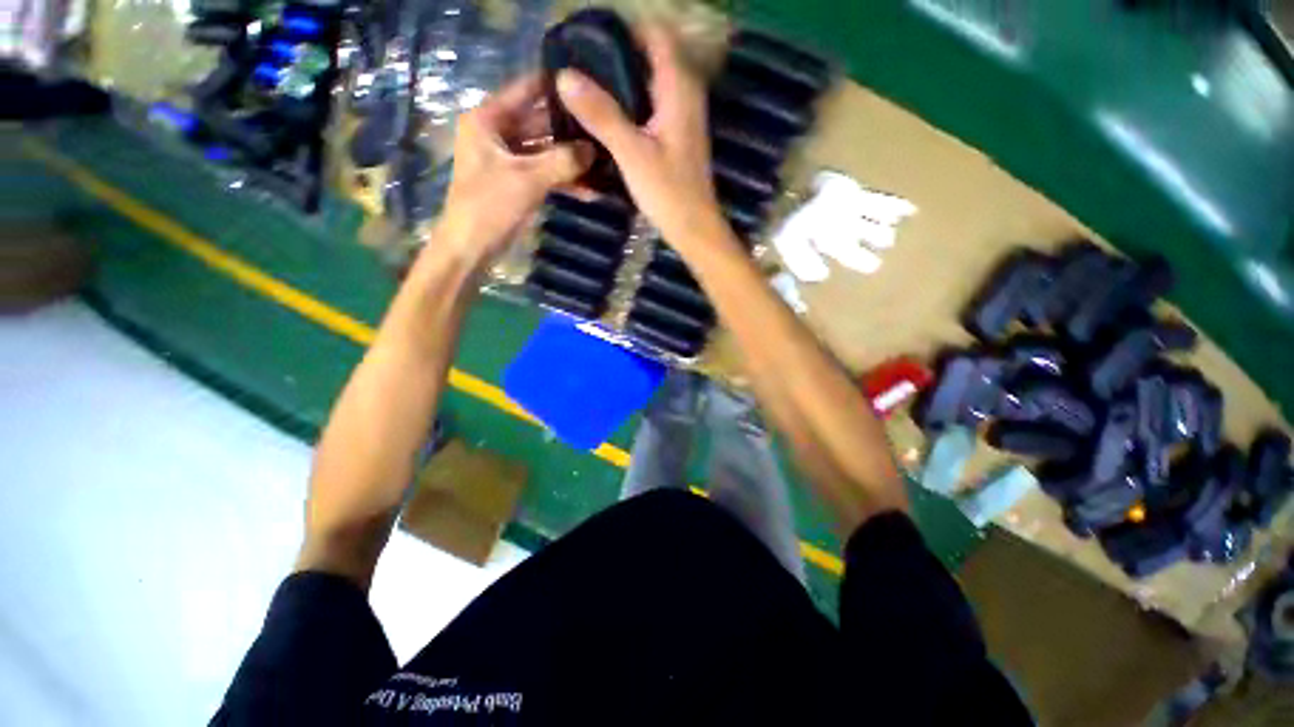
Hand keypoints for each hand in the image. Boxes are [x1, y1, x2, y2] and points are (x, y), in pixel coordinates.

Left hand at [433, 74, 591, 264]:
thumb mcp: (528, 179)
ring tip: (605, 162)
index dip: (558, 88)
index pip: (527, 89)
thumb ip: (563, 161)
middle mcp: (498, 133)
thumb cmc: (490, 207)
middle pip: (541, 121)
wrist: (471, 249)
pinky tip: (591, 188)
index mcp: (489, 119)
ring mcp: (509, 159)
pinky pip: (546, 173)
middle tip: (605, 131)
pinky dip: (565, 180)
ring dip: (572, 159)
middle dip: (572, 130)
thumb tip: (595, 149)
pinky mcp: (518, 182)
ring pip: (546, 151)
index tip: (592, 90)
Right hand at [555, 26, 729, 251]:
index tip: (591, 43)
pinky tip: (608, 118)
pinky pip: (652, 106)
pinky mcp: (677, 137)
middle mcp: (685, 95)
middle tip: (581, 67)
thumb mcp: (631, 153)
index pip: (656, 35)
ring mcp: (683, 117)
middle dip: (617, 57)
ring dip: (623, 82)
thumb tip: (564, 75)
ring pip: (650, 84)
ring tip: (587, 89)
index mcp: (679, 88)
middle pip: (651, 57)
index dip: (625, 32)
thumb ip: (601, 114)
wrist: (694, 229)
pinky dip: (631, 105)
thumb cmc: (668, 192)